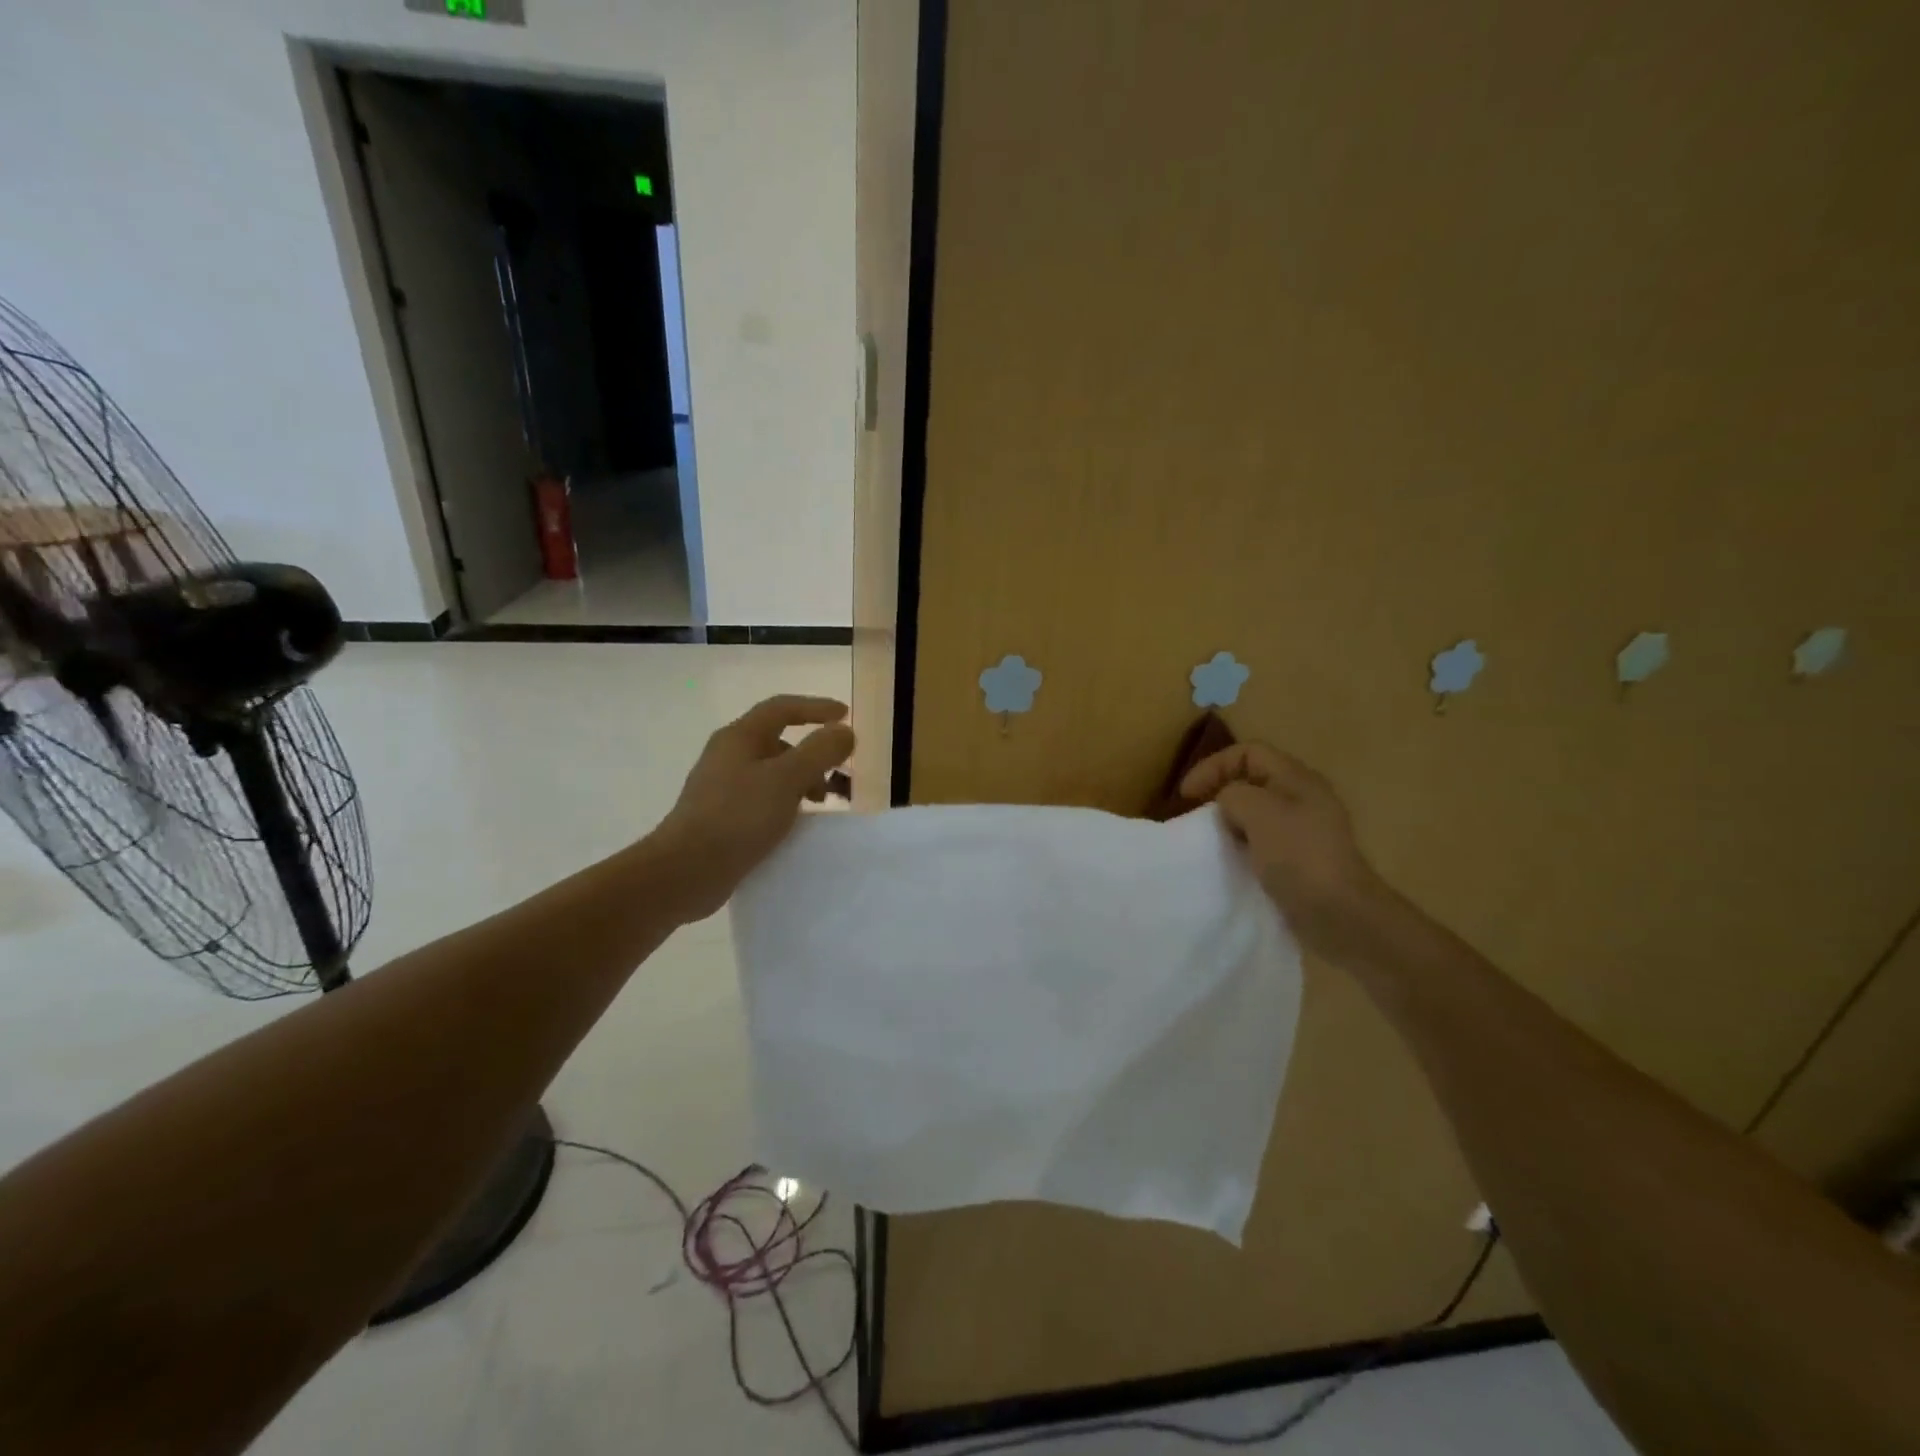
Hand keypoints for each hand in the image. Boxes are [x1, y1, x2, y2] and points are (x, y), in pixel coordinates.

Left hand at [655, 695, 855, 920]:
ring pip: (772, 771)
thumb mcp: (787, 780)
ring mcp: (722, 786)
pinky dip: (786, 801)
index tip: (846, 716)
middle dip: (814, 753)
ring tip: (820, 804)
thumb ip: (819, 751)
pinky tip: (795, 823)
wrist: (686, 871)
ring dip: (802, 780)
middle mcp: (728, 754)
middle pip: (779, 741)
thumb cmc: (738, 817)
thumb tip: (844, 732)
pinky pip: (763, 797)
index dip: (817, 708)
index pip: (783, 708)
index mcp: (740, 737)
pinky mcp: (722, 815)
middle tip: (839, 774)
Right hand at [1181, 742, 1384, 957]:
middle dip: (1219, 792)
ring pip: (1255, 812)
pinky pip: (1262, 840)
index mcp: (1297, 779)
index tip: (1187, 795)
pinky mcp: (1300, 859)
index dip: (1213, 766)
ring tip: (1209, 839)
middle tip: (1196, 816)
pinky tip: (1231, 861)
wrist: (1340, 915)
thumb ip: (1233, 794)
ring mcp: (1304, 830)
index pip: (1248, 752)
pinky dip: (1241, 845)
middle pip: (1252, 780)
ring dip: (1229, 821)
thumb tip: (1226, 803)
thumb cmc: (1298, 855)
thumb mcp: (1258, 811)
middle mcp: (1303, 798)